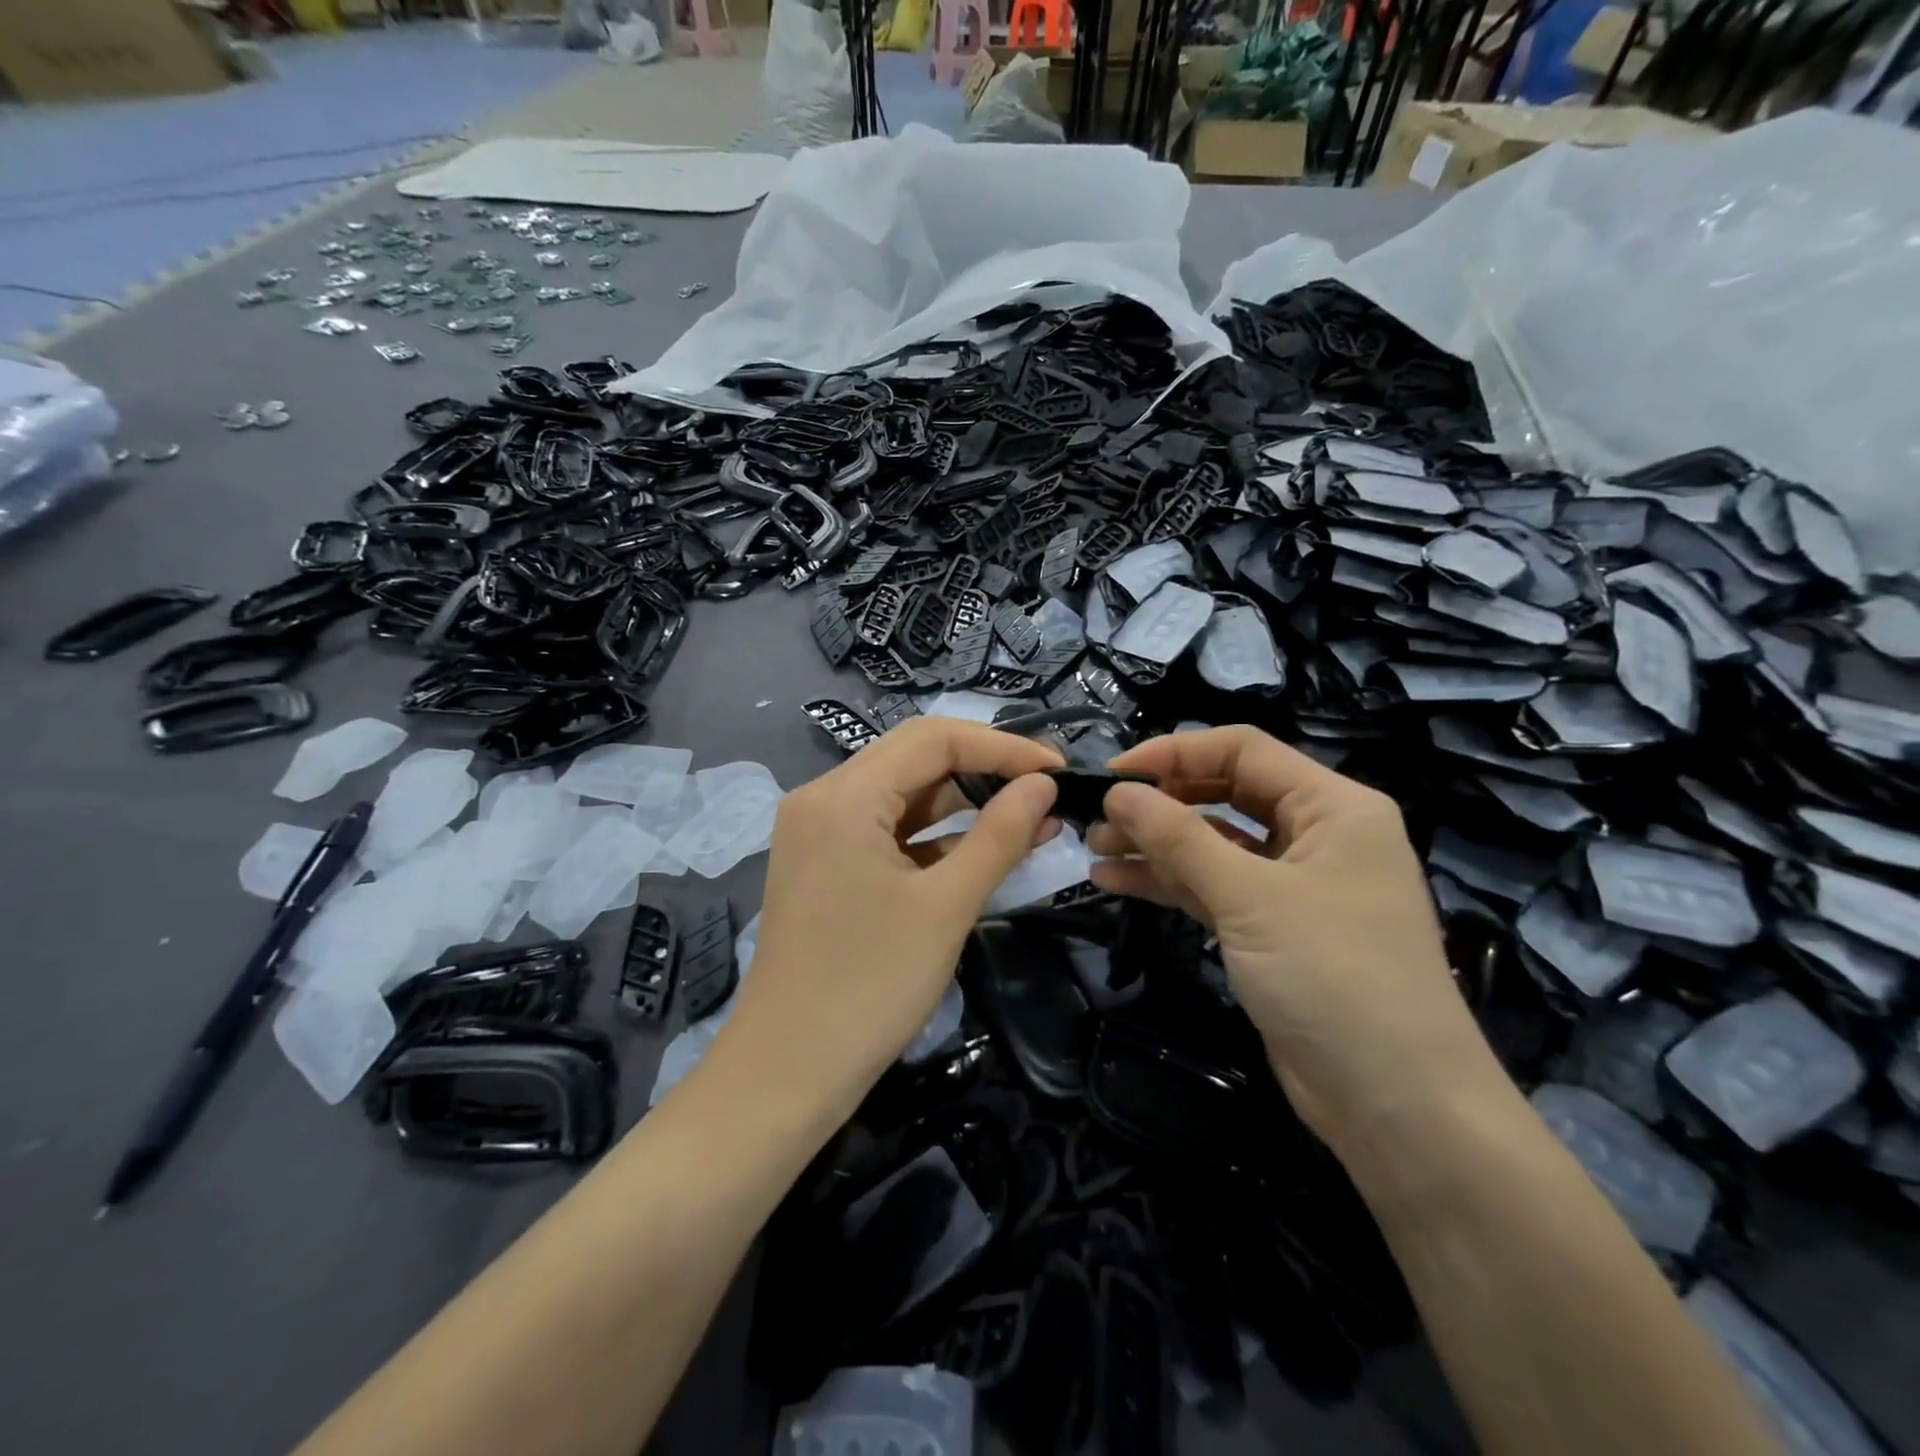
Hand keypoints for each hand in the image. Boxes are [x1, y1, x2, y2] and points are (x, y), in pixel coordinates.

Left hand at [718, 718, 1062, 1116]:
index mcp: (844, 795)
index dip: (1003, 746)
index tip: (1058, 768)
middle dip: (985, 765)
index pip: (934, 738)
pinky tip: (983, 844)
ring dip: (962, 799)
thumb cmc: (871, 986)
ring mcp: (818, 829)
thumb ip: (999, 834)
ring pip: (902, 791)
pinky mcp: (823, 861)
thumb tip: (1043, 784)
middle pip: (915, 755)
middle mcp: (822, 796)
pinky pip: (885, 826)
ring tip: (1029, 813)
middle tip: (1046, 785)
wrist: (788, 1070)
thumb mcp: (947, 906)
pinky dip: (933, 832)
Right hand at [1086, 727, 1501, 1154]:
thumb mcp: (1250, 898)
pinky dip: (1168, 883)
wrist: (1397, 1107)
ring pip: (1213, 844)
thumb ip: (1179, 838)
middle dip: (1160, 803)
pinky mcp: (1272, 929)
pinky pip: (1213, 888)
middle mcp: (1316, 835)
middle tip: (1098, 818)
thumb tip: (1118, 792)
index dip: (1175, 753)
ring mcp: (1293, 885)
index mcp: (1333, 806)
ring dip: (1155, 844)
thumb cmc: (1335, 978)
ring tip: (1094, 848)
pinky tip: (1115, 880)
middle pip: (1225, 794)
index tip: (1114, 776)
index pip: (1243, 751)